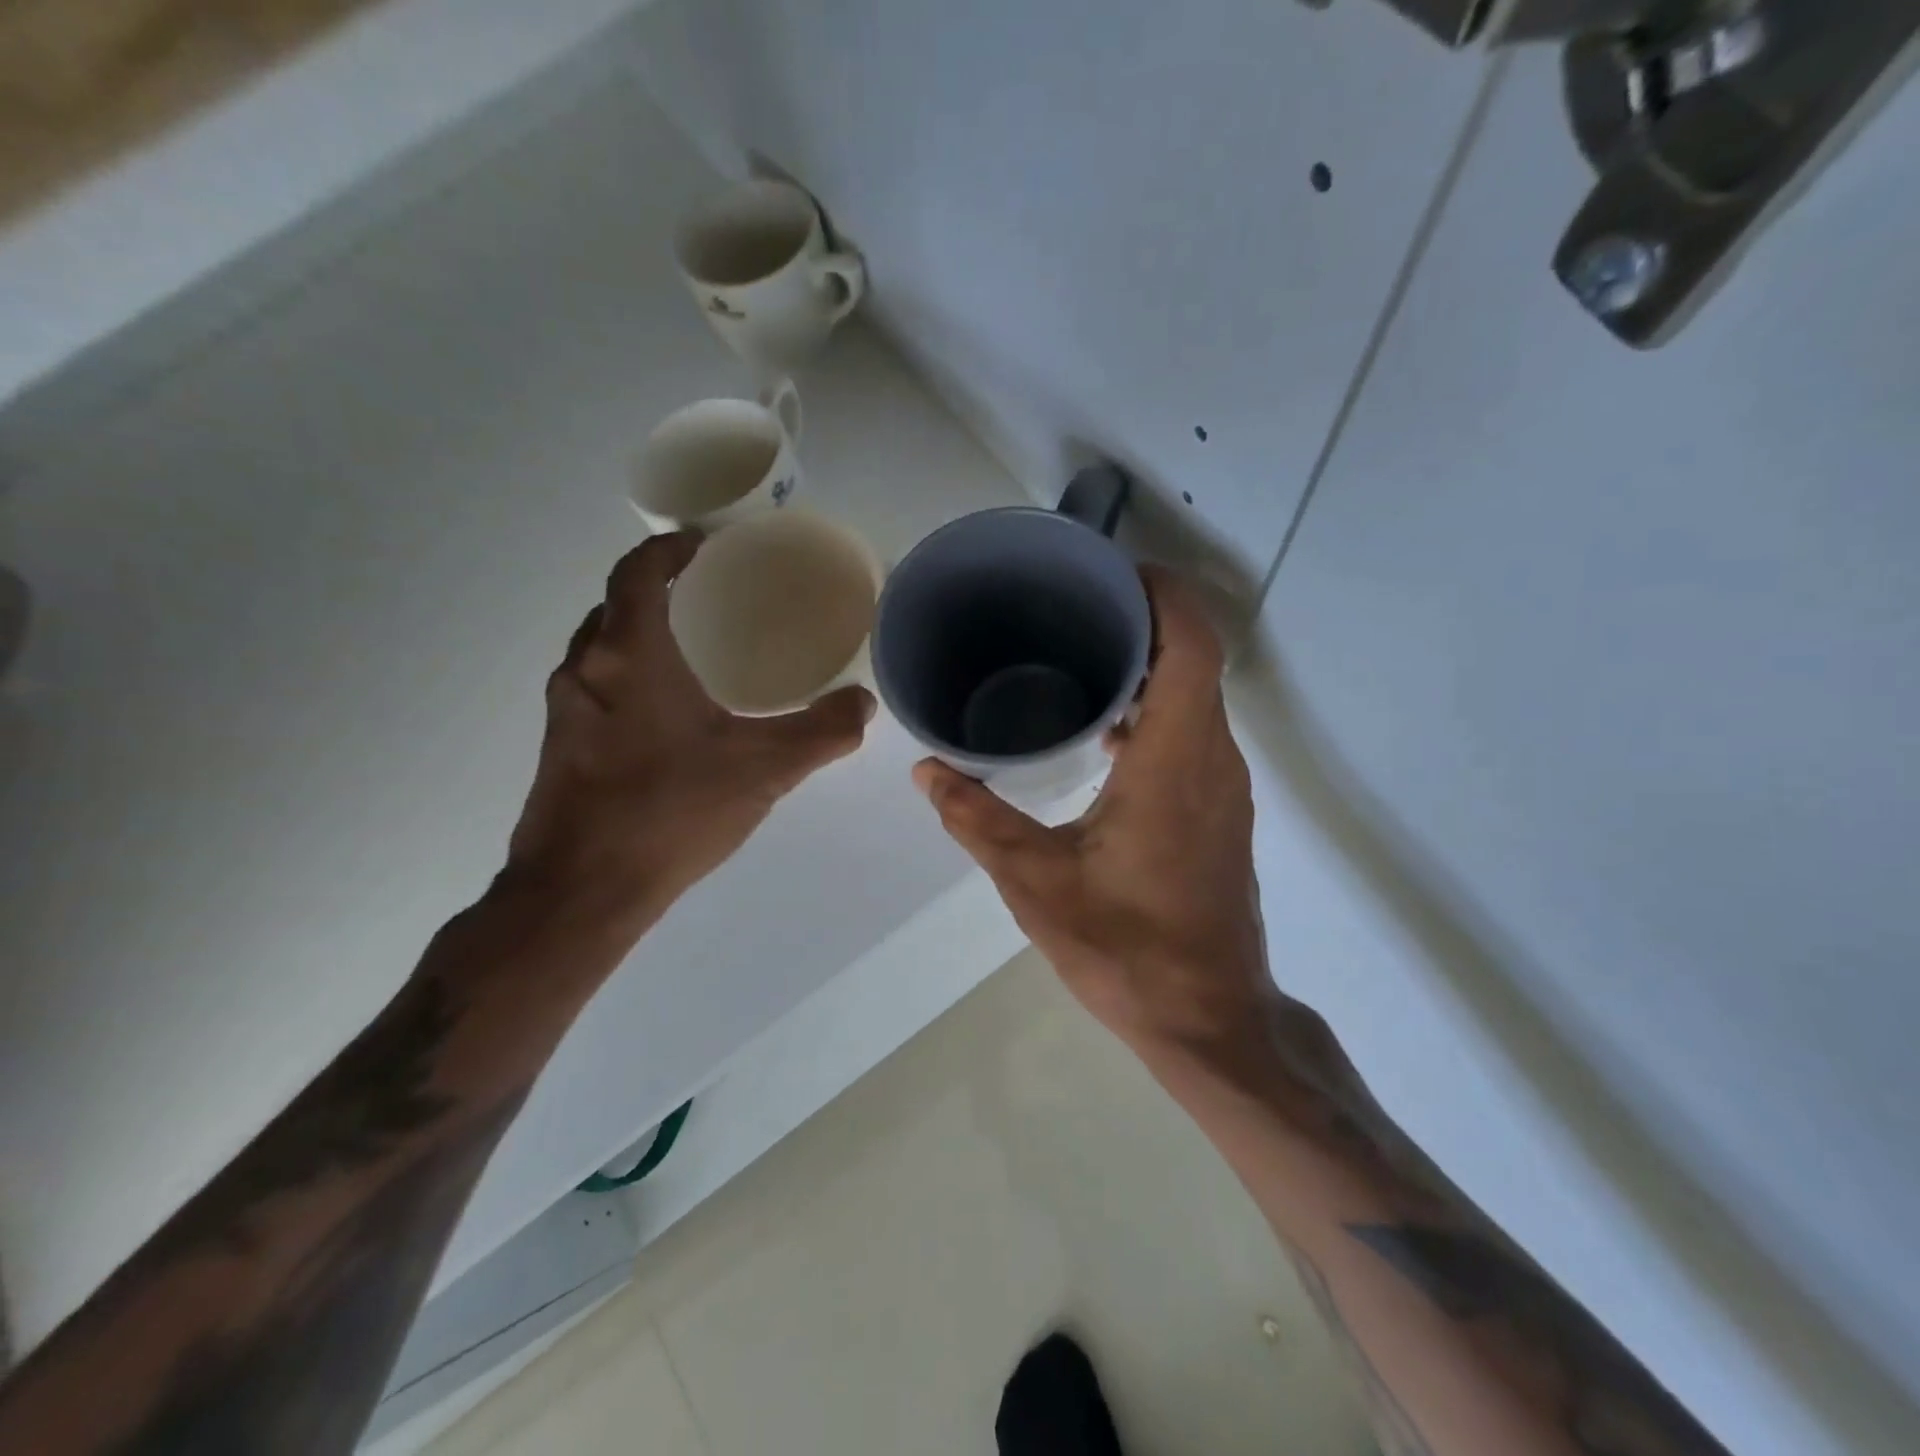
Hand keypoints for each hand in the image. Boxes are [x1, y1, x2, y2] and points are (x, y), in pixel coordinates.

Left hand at [507, 534, 874, 934]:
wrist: (581, 892)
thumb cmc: (670, 812)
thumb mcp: (763, 770)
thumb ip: (822, 732)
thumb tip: (862, 703)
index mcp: (630, 654)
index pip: (639, 572)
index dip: (670, 548)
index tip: (707, 544)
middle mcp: (586, 668)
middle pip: (617, 604)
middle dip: (659, 588)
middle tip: (712, 594)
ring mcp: (566, 708)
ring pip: (603, 646)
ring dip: (641, 632)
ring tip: (696, 647)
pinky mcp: (561, 745)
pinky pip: (597, 684)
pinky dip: (630, 673)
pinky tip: (670, 712)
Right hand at [914, 567, 1274, 1061]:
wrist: (1209, 1020)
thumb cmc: (1127, 948)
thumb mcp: (1036, 882)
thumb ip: (977, 819)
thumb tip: (928, 771)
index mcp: (1176, 759)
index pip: (1191, 642)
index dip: (1160, 592)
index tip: (1107, 573)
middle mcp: (1213, 759)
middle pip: (1194, 657)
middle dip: (1142, 618)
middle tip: (1070, 607)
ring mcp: (1223, 786)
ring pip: (1195, 695)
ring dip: (1148, 665)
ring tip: (1077, 655)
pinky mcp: (1219, 811)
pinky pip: (1193, 733)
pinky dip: (1154, 709)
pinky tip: (1101, 732)